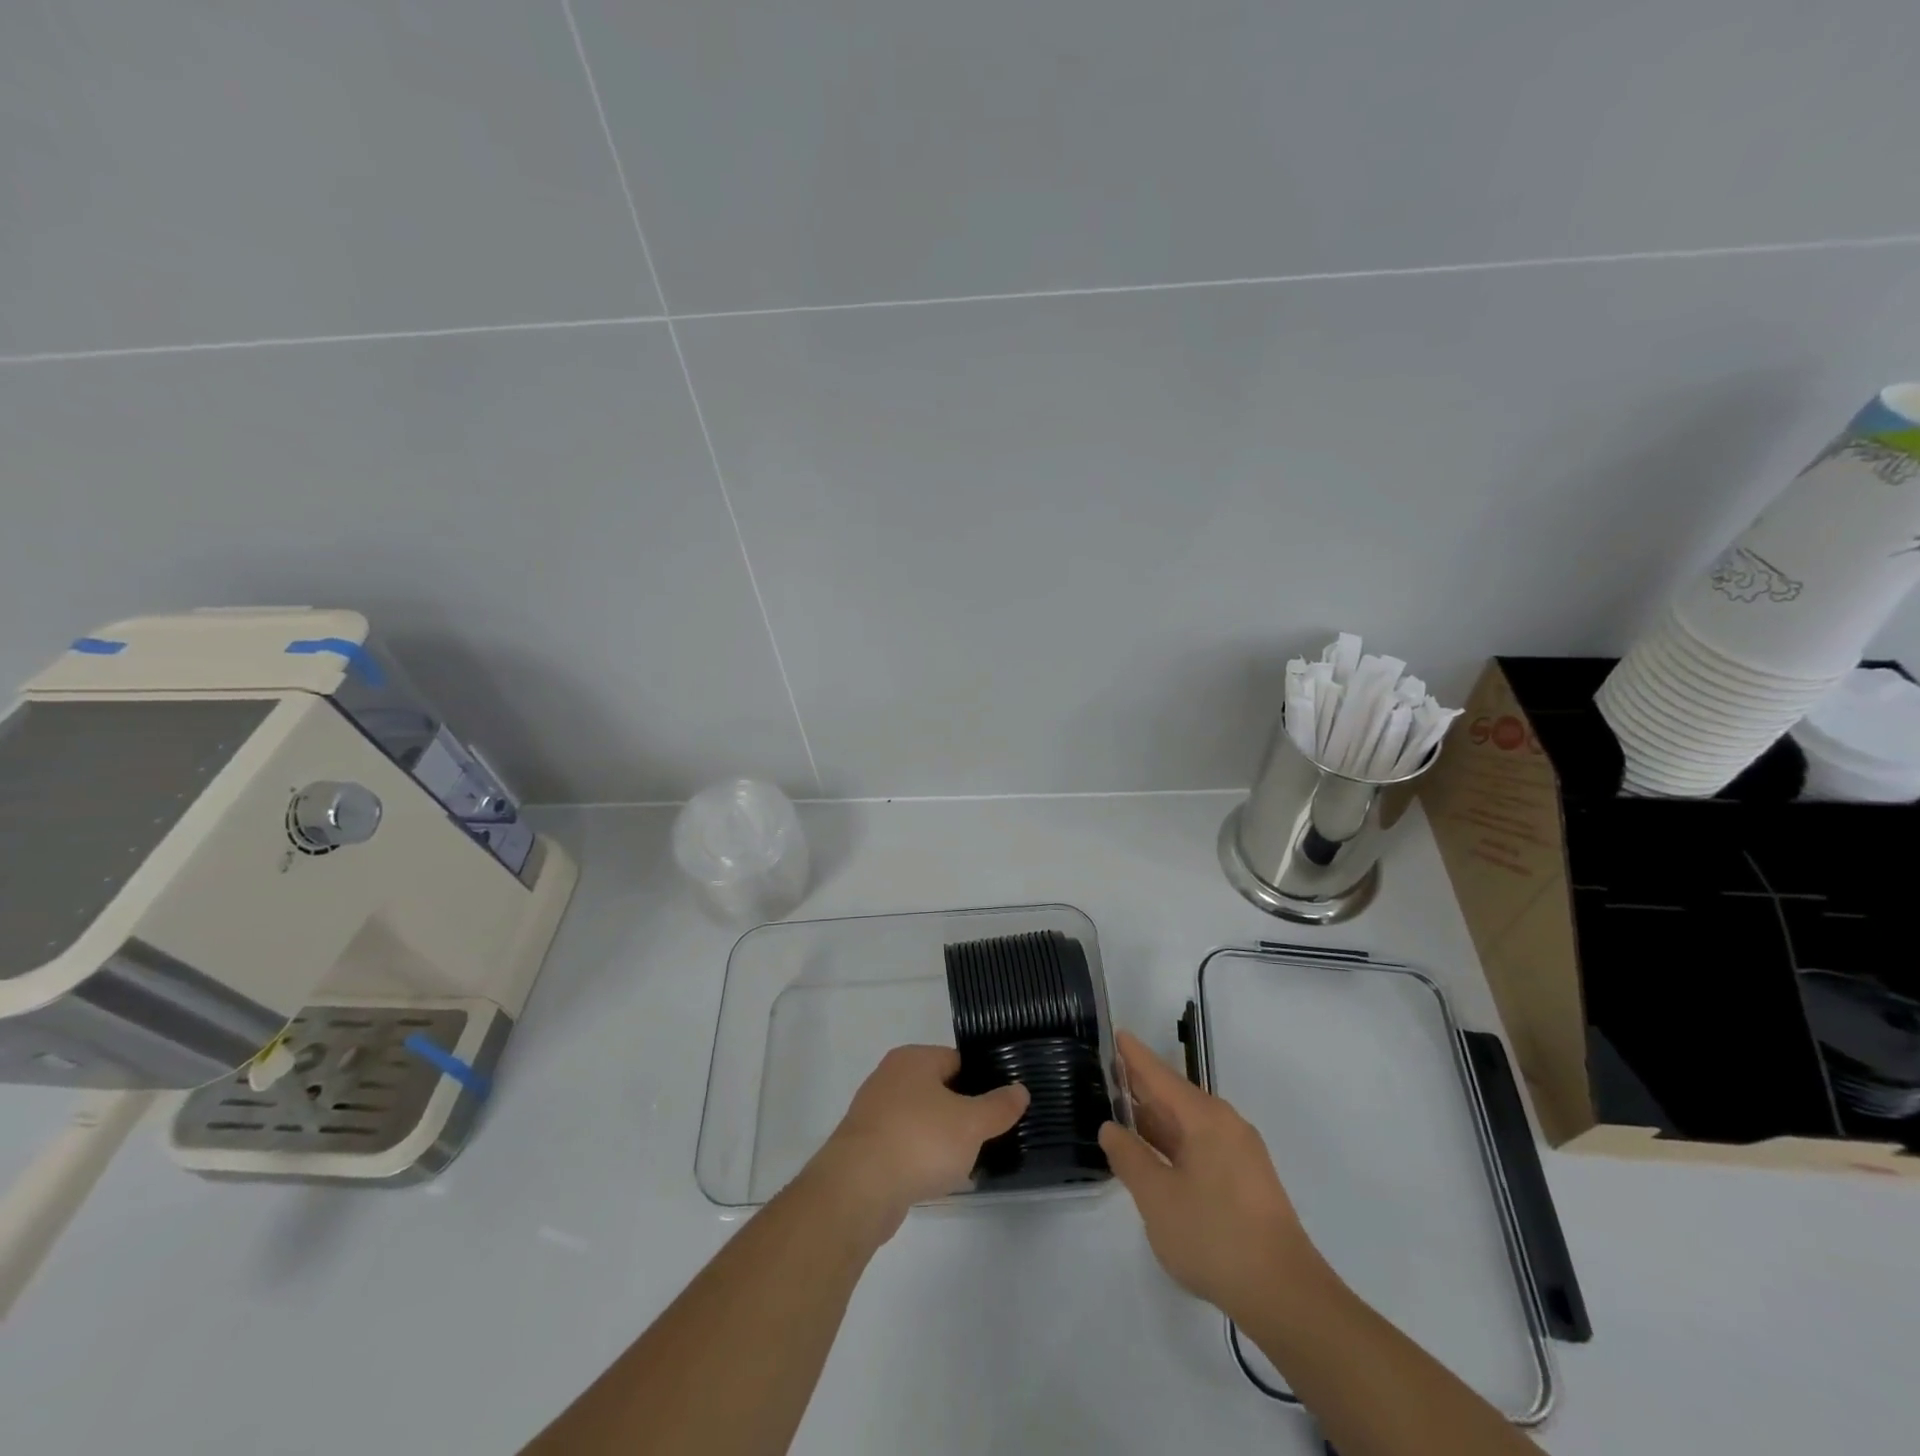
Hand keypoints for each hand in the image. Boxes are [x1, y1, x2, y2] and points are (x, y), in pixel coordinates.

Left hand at [807, 1045, 1028, 1242]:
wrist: (858, 1189)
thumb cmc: (919, 1141)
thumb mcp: (971, 1123)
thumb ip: (999, 1106)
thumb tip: (1020, 1090)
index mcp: (913, 1058)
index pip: (958, 1061)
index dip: (982, 1083)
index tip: (1000, 1109)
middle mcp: (890, 1077)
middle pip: (939, 1090)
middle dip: (962, 1115)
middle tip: (987, 1138)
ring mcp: (873, 1112)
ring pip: (921, 1120)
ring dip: (941, 1140)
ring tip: (966, 1164)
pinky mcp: (864, 1147)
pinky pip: (903, 1146)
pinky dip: (920, 1159)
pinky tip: (936, 1181)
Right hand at [1099, 1030, 1324, 1323]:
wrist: (1285, 1296)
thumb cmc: (1215, 1237)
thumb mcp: (1157, 1198)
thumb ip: (1130, 1158)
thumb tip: (1111, 1127)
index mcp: (1205, 1118)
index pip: (1160, 1075)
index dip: (1134, 1056)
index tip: (1116, 1033)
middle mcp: (1225, 1124)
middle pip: (1175, 1095)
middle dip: (1142, 1086)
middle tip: (1107, 1073)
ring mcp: (1239, 1152)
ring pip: (1188, 1123)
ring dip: (1156, 1118)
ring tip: (1121, 1111)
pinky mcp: (1246, 1180)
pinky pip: (1200, 1144)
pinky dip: (1173, 1141)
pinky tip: (1154, 1153)